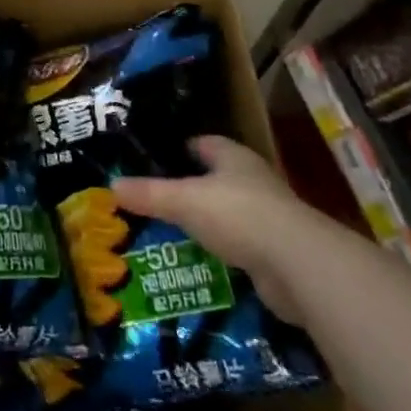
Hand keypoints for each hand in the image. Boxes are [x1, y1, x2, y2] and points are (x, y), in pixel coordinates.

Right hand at [112, 136, 314, 322]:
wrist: (299, 266)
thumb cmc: (239, 215)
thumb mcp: (183, 201)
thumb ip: (148, 194)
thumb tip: (111, 185)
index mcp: (233, 157)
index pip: (204, 144)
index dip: (181, 149)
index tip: (156, 160)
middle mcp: (253, 181)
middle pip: (217, 178)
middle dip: (191, 188)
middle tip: (156, 199)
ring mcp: (269, 217)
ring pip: (229, 214)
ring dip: (207, 222)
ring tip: (172, 232)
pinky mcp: (277, 253)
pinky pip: (240, 246)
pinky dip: (222, 252)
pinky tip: (200, 262)